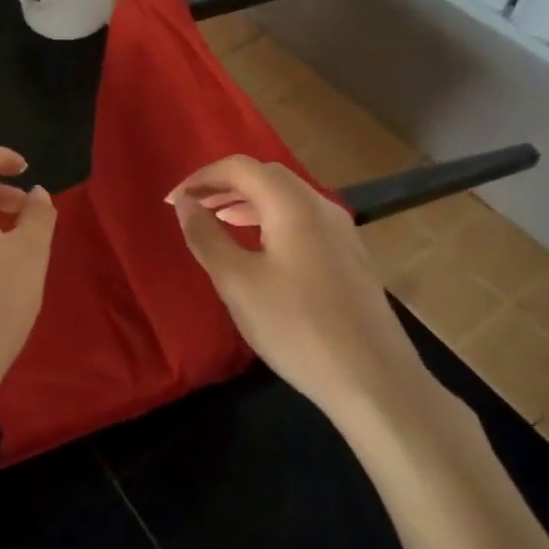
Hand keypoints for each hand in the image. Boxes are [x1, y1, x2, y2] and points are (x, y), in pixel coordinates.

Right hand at [167, 156, 443, 439]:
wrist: (374, 381)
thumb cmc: (297, 328)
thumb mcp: (237, 283)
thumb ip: (206, 236)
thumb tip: (186, 204)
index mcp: (293, 205)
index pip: (240, 167)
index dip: (202, 177)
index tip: (174, 201)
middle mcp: (321, 206)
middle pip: (266, 175)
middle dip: (225, 185)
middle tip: (193, 207)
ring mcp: (342, 231)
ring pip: (287, 197)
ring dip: (248, 202)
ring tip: (218, 222)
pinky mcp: (350, 256)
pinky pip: (302, 219)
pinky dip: (270, 220)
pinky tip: (259, 249)